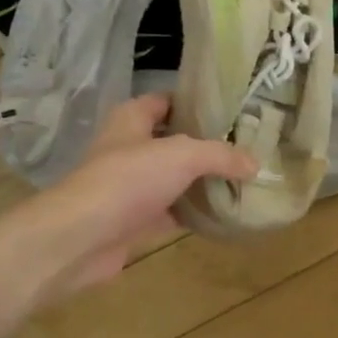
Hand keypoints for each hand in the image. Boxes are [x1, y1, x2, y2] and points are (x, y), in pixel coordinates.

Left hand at [38, 93, 256, 298]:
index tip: (233, 111)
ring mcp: (131, 186)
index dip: (196, 103)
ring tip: (242, 180)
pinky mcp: (134, 219)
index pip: (166, 101)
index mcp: (131, 119)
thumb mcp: (183, 156)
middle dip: (207, 145)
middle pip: (174, 141)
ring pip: (174, 178)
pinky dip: (194, 213)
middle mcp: (129, 148)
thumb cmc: (128, 180)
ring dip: (202, 182)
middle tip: (246, 148)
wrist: (82, 237)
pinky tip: (223, 214)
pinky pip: (172, 211)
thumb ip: (221, 156)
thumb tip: (255, 164)